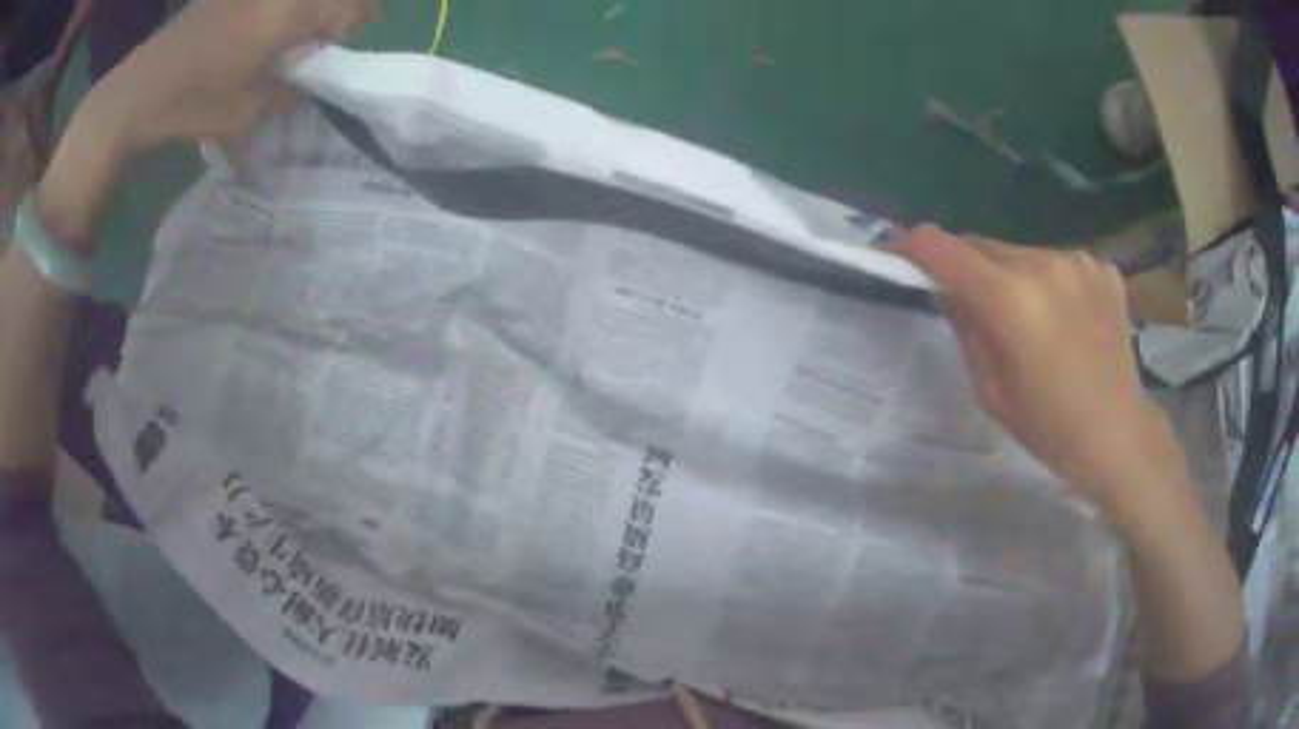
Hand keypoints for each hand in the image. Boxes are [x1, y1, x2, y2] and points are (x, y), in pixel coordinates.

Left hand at [77, 0, 377, 153]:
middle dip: (336, 10)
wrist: (137, 91)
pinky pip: (267, 1)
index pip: (347, 5)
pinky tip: (260, 30)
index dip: (357, 19)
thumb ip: (284, 95)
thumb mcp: (244, 113)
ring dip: (304, 10)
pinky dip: (276, 10)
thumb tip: (300, 87)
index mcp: (285, 15)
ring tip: (293, 35)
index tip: (348, 40)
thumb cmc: (191, 104)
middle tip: (326, 35)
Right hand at [895, 225, 1179, 516]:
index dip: (914, 245)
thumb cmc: (1049, 427)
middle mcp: (1044, 264)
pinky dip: (1050, 283)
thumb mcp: (990, 391)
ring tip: (1028, 318)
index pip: (945, 249)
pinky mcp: (1102, 268)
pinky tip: (1065, 317)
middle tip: (970, 300)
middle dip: (967, 266)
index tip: (899, 249)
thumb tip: (949, 288)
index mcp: (1012, 299)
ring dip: (1012, 276)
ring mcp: (1079, 261)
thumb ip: (966, 328)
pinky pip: (1059, 264)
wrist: (1118, 434)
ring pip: (1023, 254)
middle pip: (984, 246)